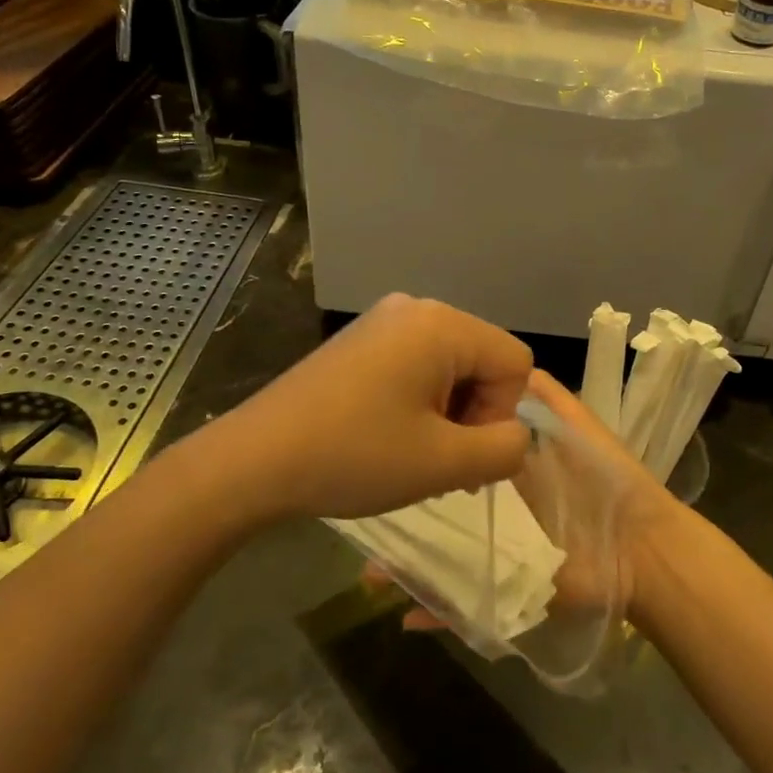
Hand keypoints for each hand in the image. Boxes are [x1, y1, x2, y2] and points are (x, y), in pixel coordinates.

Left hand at [207, 294, 533, 522]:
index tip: (462, 454)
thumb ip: (505, 450)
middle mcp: (415, 308)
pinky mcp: (359, 341)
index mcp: (441, 324)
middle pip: (482, 360)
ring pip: (450, 367)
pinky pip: (415, 365)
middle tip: (441, 464)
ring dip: (447, 415)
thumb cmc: (354, 455)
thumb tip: (517, 437)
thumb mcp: (444, 463)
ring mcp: (382, 321)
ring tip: (413, 456)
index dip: (503, 415)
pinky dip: (418, 403)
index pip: (514, 362)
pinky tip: (388, 438)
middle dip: (474, 415)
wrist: (255, 459)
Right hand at [369, 369, 674, 629]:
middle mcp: (496, 512)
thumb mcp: (575, 426)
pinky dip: (434, 612)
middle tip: (368, 510)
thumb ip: (545, 397)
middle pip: (442, 510)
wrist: (640, 550)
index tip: (390, 442)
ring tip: (372, 570)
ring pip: (442, 556)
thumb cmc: (603, 480)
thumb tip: (506, 365)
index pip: (456, 458)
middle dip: (406, 514)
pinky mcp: (507, 591)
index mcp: (507, 472)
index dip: (426, 452)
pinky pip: (463, 605)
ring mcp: (498, 553)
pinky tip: (403, 614)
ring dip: (407, 565)